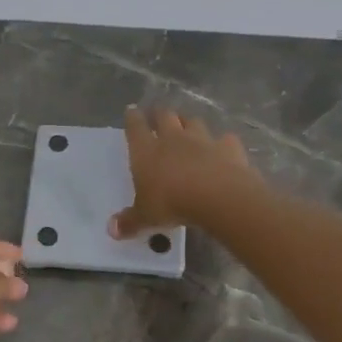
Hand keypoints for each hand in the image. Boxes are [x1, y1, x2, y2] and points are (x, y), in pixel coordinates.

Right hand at [110, 106, 259, 238]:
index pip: (136, 127)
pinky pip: (225, 139)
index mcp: (147, 151)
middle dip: (160, 114)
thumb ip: (130, 221)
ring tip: (188, 127)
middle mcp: (173, 138)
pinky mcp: (229, 147)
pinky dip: (222, 142)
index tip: (131, 111)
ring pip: (193, 122)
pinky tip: (223, 149)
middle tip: (158, 115)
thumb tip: (112, 230)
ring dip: (189, 123)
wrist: (218, 196)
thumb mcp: (146, 217)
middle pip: (165, 116)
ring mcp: (203, 140)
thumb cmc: (172, 203)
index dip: (132, 118)